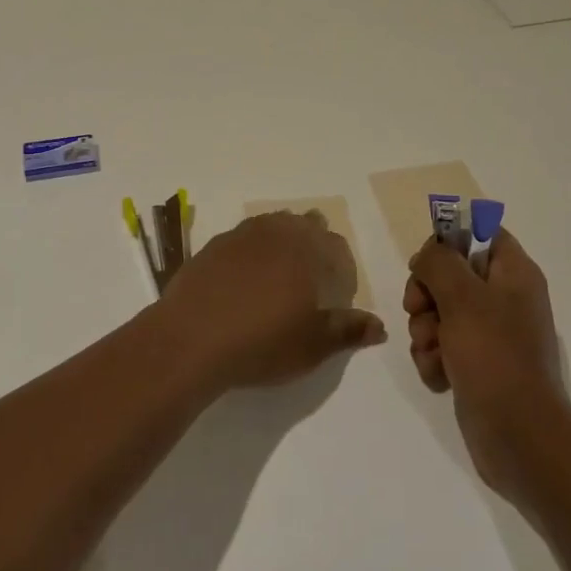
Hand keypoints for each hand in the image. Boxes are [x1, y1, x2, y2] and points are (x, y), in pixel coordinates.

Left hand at [160, 211, 386, 391]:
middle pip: (305, 225)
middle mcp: (277, 232)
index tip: (338, 294)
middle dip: (315, 245)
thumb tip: (379, 325)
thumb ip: (348, 330)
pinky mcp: (214, 245)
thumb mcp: (313, 345)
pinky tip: (245, 277)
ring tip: (280, 274)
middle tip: (311, 280)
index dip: (343, 268)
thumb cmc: (262, 343)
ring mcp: (242, 235)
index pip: (336, 246)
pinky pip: (244, 237)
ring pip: (273, 224)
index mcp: (307, 251)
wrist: (190, 339)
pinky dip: (253, 250)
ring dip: (284, 241)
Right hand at [405, 229, 569, 502]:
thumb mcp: (463, 297)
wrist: (519, 438)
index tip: (427, 263)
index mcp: (514, 273)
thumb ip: (439, 262)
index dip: (449, 241)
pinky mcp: (476, 365)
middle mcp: (504, 299)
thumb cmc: (495, 357)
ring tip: (433, 352)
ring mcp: (490, 334)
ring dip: (424, 330)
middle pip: (450, 273)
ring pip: (439, 312)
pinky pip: (441, 347)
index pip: (480, 233)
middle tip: (420, 311)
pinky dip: (433, 359)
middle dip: (425, 294)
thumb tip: (428, 256)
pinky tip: (439, 376)